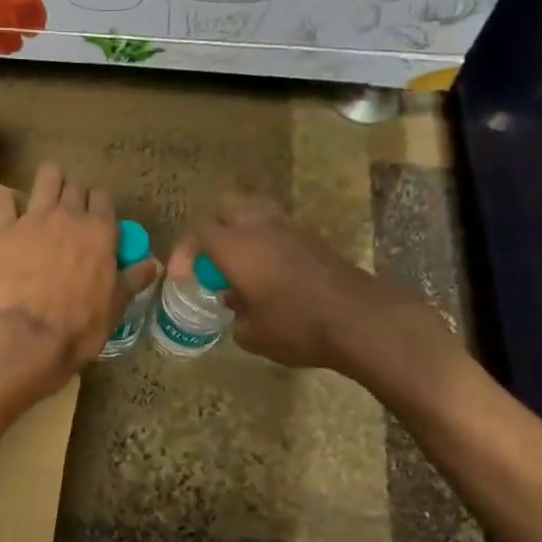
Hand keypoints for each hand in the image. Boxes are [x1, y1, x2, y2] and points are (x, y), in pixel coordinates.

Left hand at [0, 163, 159, 394]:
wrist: (32, 337)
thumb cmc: (81, 325)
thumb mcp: (116, 305)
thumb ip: (134, 279)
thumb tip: (156, 264)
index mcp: (101, 231)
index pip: (103, 198)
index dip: (98, 207)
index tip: (95, 220)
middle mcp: (69, 215)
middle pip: (75, 186)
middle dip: (73, 195)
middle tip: (69, 215)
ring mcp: (34, 218)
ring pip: (45, 177)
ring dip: (47, 184)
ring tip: (43, 200)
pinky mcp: (3, 230)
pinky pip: (2, 199)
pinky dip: (6, 201)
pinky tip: (8, 211)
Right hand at [174, 196, 461, 401]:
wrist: (360, 320)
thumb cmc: (296, 327)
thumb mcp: (252, 334)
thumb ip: (235, 315)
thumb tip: (234, 303)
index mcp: (237, 247)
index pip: (199, 232)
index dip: (183, 252)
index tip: (181, 278)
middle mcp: (260, 228)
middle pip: (226, 206)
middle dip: (211, 228)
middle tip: (209, 258)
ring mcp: (290, 230)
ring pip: (255, 211)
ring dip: (240, 230)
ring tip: (237, 261)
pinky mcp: (312, 240)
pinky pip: (277, 228)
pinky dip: (264, 241)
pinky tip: (267, 273)